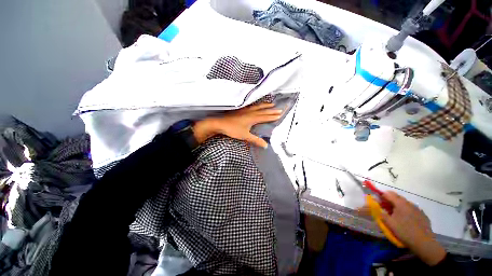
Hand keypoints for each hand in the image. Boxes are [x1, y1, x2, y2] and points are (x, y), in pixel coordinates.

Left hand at [192, 103, 282, 147]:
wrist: (220, 123)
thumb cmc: (232, 129)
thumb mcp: (245, 136)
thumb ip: (256, 140)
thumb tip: (265, 145)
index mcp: (253, 118)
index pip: (265, 117)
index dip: (273, 116)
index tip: (280, 115)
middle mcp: (250, 112)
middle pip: (263, 110)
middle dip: (272, 110)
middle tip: (279, 109)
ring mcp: (245, 110)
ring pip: (258, 106)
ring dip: (265, 105)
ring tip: (271, 103)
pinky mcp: (241, 110)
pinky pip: (252, 106)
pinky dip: (257, 104)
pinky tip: (256, 105)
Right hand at [380, 192, 446, 265]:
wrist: (424, 242)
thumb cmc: (404, 231)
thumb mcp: (389, 223)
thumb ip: (381, 212)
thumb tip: (376, 206)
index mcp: (400, 203)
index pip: (388, 194)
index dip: (381, 195)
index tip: (377, 200)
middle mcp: (409, 203)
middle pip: (397, 197)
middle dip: (389, 200)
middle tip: (384, 208)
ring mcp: (417, 209)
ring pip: (405, 203)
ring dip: (398, 206)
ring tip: (395, 215)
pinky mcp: (423, 215)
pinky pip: (412, 210)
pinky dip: (406, 211)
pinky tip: (406, 220)